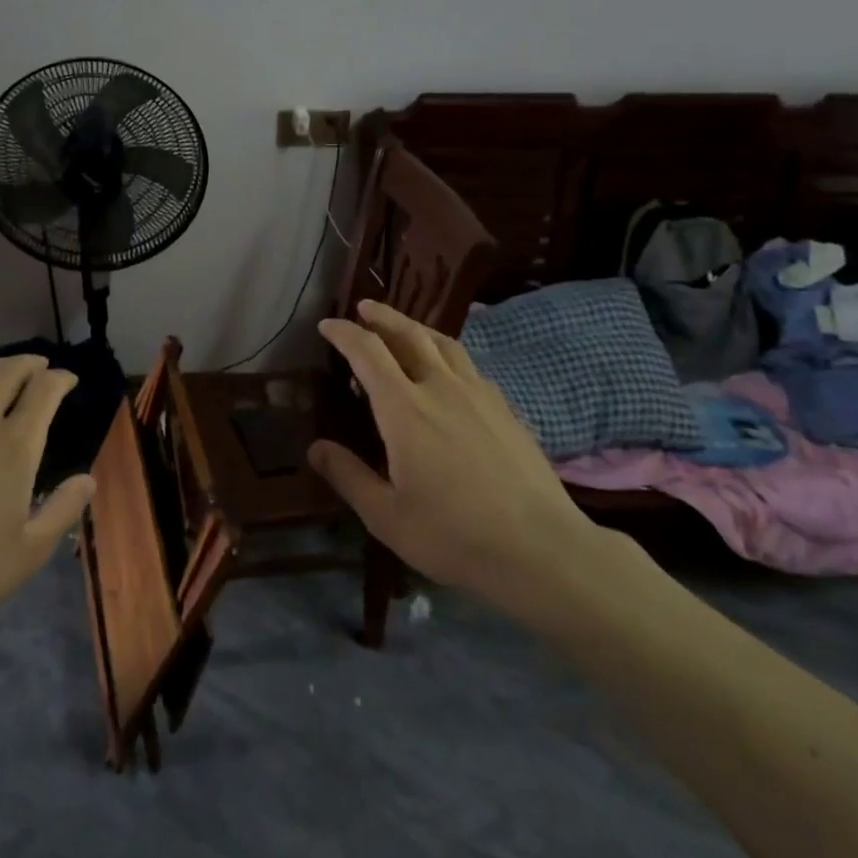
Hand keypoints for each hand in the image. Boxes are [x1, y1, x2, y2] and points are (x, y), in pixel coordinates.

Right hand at [309, 300, 608, 620]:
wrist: (542, 550)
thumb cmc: (454, 535)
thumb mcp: (386, 515)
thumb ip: (348, 476)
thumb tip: (315, 448)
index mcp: (405, 409)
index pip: (368, 353)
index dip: (345, 334)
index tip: (327, 325)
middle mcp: (441, 388)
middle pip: (409, 334)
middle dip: (382, 317)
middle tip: (363, 307)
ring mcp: (479, 395)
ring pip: (444, 344)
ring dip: (416, 328)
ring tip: (403, 328)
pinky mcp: (505, 409)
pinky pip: (468, 366)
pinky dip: (446, 354)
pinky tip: (447, 371)